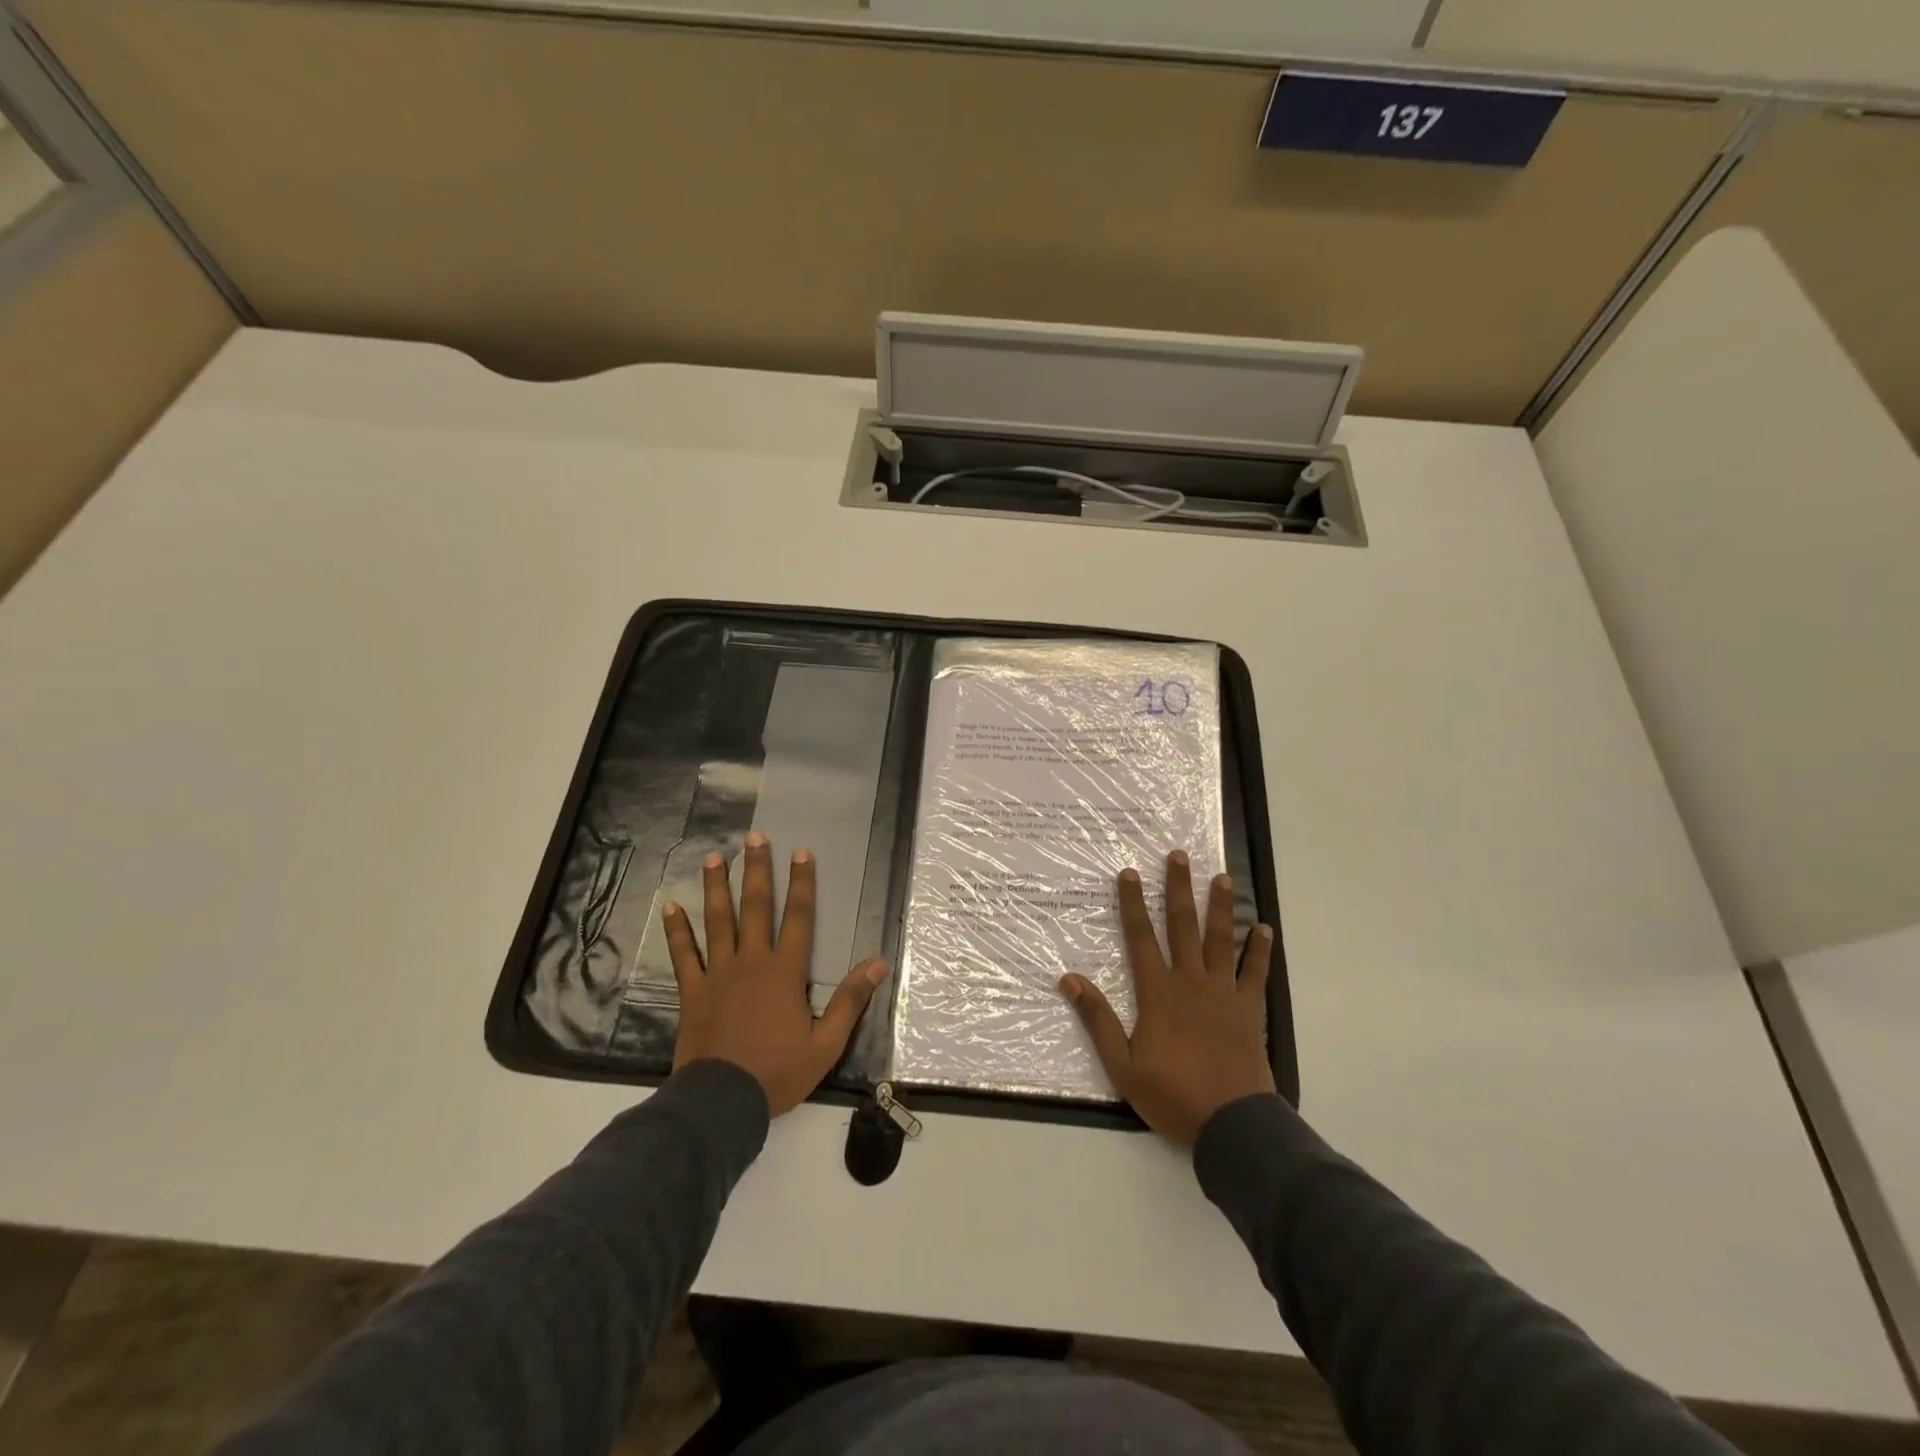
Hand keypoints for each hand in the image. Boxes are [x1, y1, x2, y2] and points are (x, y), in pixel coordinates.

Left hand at [665, 831, 888, 1116]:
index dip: (802, 883)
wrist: (721, 1102)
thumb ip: (851, 1000)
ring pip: (718, 921)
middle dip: (758, 871)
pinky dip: (677, 930)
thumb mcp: (826, 1043)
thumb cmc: (777, 1072)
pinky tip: (671, 906)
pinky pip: (683, 954)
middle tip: (754, 838)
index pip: (799, 918)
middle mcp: (751, 962)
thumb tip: (879, 963)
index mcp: (785, 972)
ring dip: (717, 888)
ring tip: (715, 857)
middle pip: (756, 908)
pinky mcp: (692, 991)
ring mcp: (718, 974)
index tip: (802, 852)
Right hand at [1061, 850, 1275, 1146]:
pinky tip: (1264, 927)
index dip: (1132, 904)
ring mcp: (1223, 993)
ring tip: (1222, 876)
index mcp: (1158, 992)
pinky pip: (1256, 972)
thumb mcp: (1122, 1064)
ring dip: (1221, 906)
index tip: (1129, 873)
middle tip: (1179, 855)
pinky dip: (1260, 950)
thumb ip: (1098, 1018)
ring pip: (1221, 939)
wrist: (1232, 1124)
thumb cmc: (1172, 1094)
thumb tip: (1070, 979)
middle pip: (1182, 926)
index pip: (1140, 937)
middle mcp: (1190, 981)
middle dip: (1178, 889)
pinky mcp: (1249, 1010)